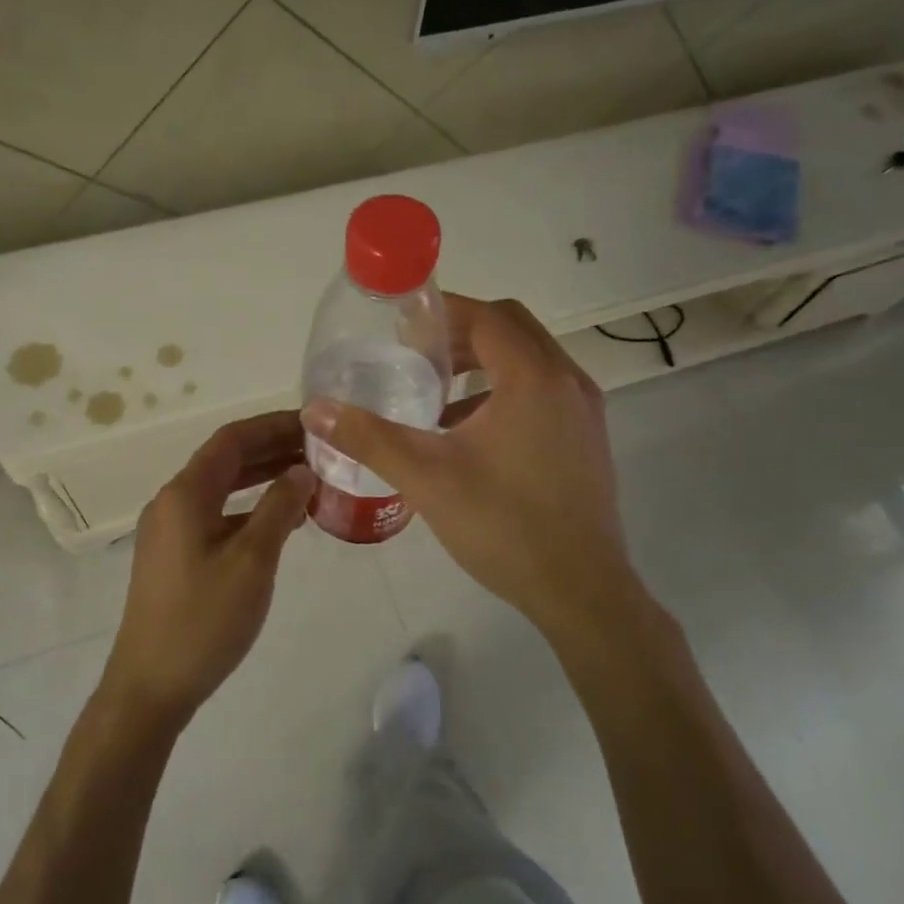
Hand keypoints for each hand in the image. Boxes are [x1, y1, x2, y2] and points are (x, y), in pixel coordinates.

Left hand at [101, 411, 315, 731]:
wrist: (151, 686)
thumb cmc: (204, 620)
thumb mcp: (252, 561)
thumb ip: (278, 508)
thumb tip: (302, 470)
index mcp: (186, 494)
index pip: (232, 439)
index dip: (273, 425)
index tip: (315, 424)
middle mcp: (172, 503)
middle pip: (225, 460)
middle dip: (272, 449)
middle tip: (321, 450)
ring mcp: (170, 530)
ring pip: (222, 489)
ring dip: (262, 478)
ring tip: (309, 478)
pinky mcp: (174, 556)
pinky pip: (216, 515)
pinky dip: (248, 509)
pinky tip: (280, 521)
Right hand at [301, 295, 638, 639]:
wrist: (580, 590)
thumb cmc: (503, 526)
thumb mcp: (427, 478)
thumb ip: (369, 438)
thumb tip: (315, 410)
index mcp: (533, 378)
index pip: (488, 316)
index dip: (443, 313)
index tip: (403, 328)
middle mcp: (567, 381)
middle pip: (512, 329)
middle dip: (462, 334)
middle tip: (417, 355)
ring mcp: (584, 411)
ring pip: (531, 361)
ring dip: (485, 364)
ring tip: (438, 394)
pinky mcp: (588, 438)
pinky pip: (545, 391)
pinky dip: (507, 391)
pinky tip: (470, 434)